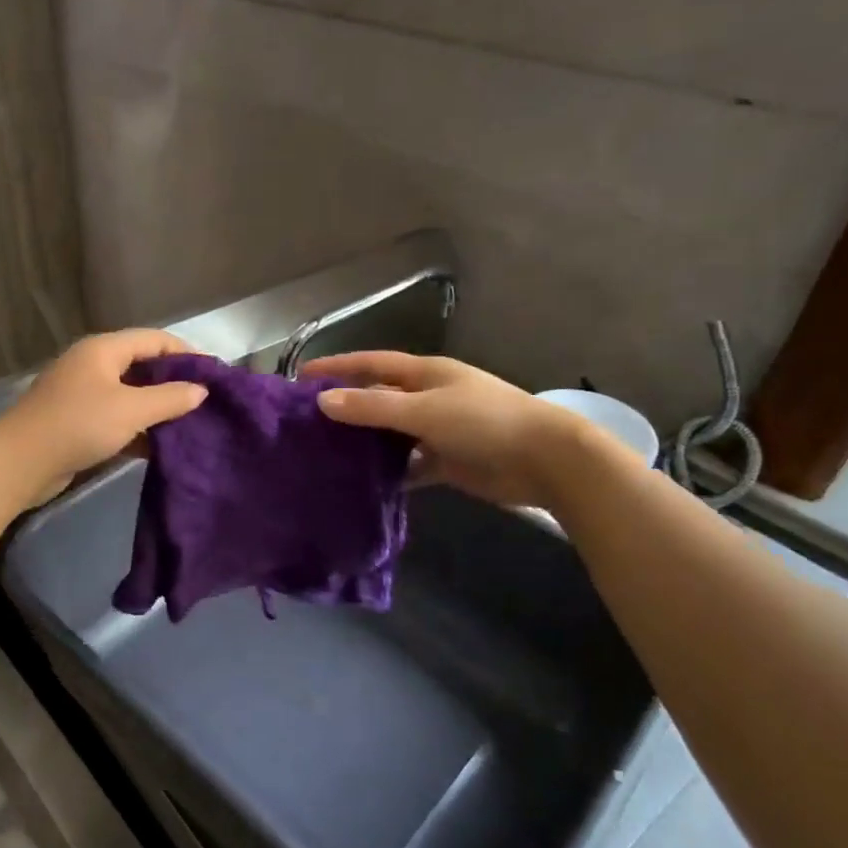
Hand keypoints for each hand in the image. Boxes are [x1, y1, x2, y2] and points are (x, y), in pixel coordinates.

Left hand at [0, 329, 207, 499]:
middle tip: (203, 400)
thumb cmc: (78, 425)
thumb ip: (169, 398)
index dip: (185, 352)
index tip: (213, 374)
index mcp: (104, 349)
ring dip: (156, 407)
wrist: (19, 462)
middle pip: (141, 364)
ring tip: (188, 424)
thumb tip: (201, 390)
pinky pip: (115, 416)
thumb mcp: (131, 410)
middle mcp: (92, 364)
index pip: (154, 339)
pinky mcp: (76, 420)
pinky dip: (137, 426)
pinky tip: (158, 445)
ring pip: (129, 393)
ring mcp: (82, 393)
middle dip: (172, 381)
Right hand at [303, 351, 613, 510]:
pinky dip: (392, 472)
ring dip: (367, 441)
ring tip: (327, 453)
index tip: (302, 375)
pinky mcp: (448, 460)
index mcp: (426, 374)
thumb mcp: (424, 411)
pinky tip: (366, 484)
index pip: (372, 364)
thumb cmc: (484, 422)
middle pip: (380, 398)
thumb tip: (323, 402)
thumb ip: (373, 408)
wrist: (545, 460)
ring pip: (393, 433)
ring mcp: (440, 430)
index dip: (338, 366)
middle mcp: (430, 397)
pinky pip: (411, 464)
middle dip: (347, 405)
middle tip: (307, 420)